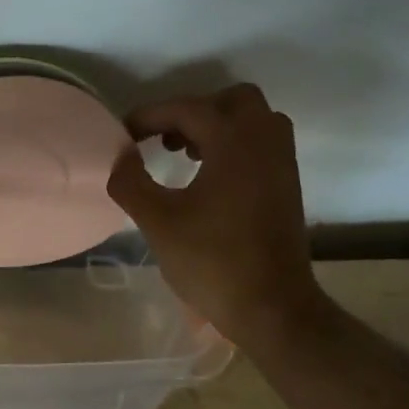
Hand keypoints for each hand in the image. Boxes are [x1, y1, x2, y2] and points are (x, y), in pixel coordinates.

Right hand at [106, 84, 328, 340]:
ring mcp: (281, 164)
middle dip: (193, 111)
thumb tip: (121, 156)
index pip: (188, 109)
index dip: (150, 116)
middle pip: (232, 101)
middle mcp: (265, 142)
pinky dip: (233, 146)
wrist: (272, 307)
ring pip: (252, 120)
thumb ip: (131, 181)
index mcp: (235, 143)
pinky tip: (207, 178)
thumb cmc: (212, 262)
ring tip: (184, 155)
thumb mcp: (158, 221)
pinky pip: (261, 144)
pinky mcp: (287, 186)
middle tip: (165, 139)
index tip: (124, 135)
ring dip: (216, 127)